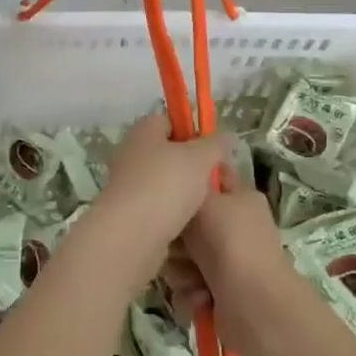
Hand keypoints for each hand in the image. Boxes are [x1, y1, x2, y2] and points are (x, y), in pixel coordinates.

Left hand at [84, 114, 229, 279]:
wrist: (131, 234)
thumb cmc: (167, 184)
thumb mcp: (200, 158)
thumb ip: (216, 145)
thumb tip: (228, 136)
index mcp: (143, 131)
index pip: (168, 121)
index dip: (191, 131)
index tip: (211, 149)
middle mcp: (131, 154)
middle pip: (166, 153)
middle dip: (191, 165)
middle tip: (215, 178)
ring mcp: (127, 184)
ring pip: (163, 182)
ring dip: (183, 192)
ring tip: (207, 204)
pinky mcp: (128, 213)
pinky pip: (157, 207)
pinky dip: (172, 213)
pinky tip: (190, 223)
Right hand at [168, 167, 304, 355]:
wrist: (254, 304)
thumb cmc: (230, 241)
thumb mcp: (204, 200)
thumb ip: (187, 186)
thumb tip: (180, 182)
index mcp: (240, 198)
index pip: (211, 177)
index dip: (189, 179)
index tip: (168, 190)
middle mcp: (235, 227)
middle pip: (188, 223)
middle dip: (176, 238)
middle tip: (176, 244)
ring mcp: (228, 261)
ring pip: (183, 256)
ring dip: (181, 269)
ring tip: (191, 277)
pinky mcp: (219, 292)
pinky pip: (188, 285)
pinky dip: (190, 293)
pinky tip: (199, 297)